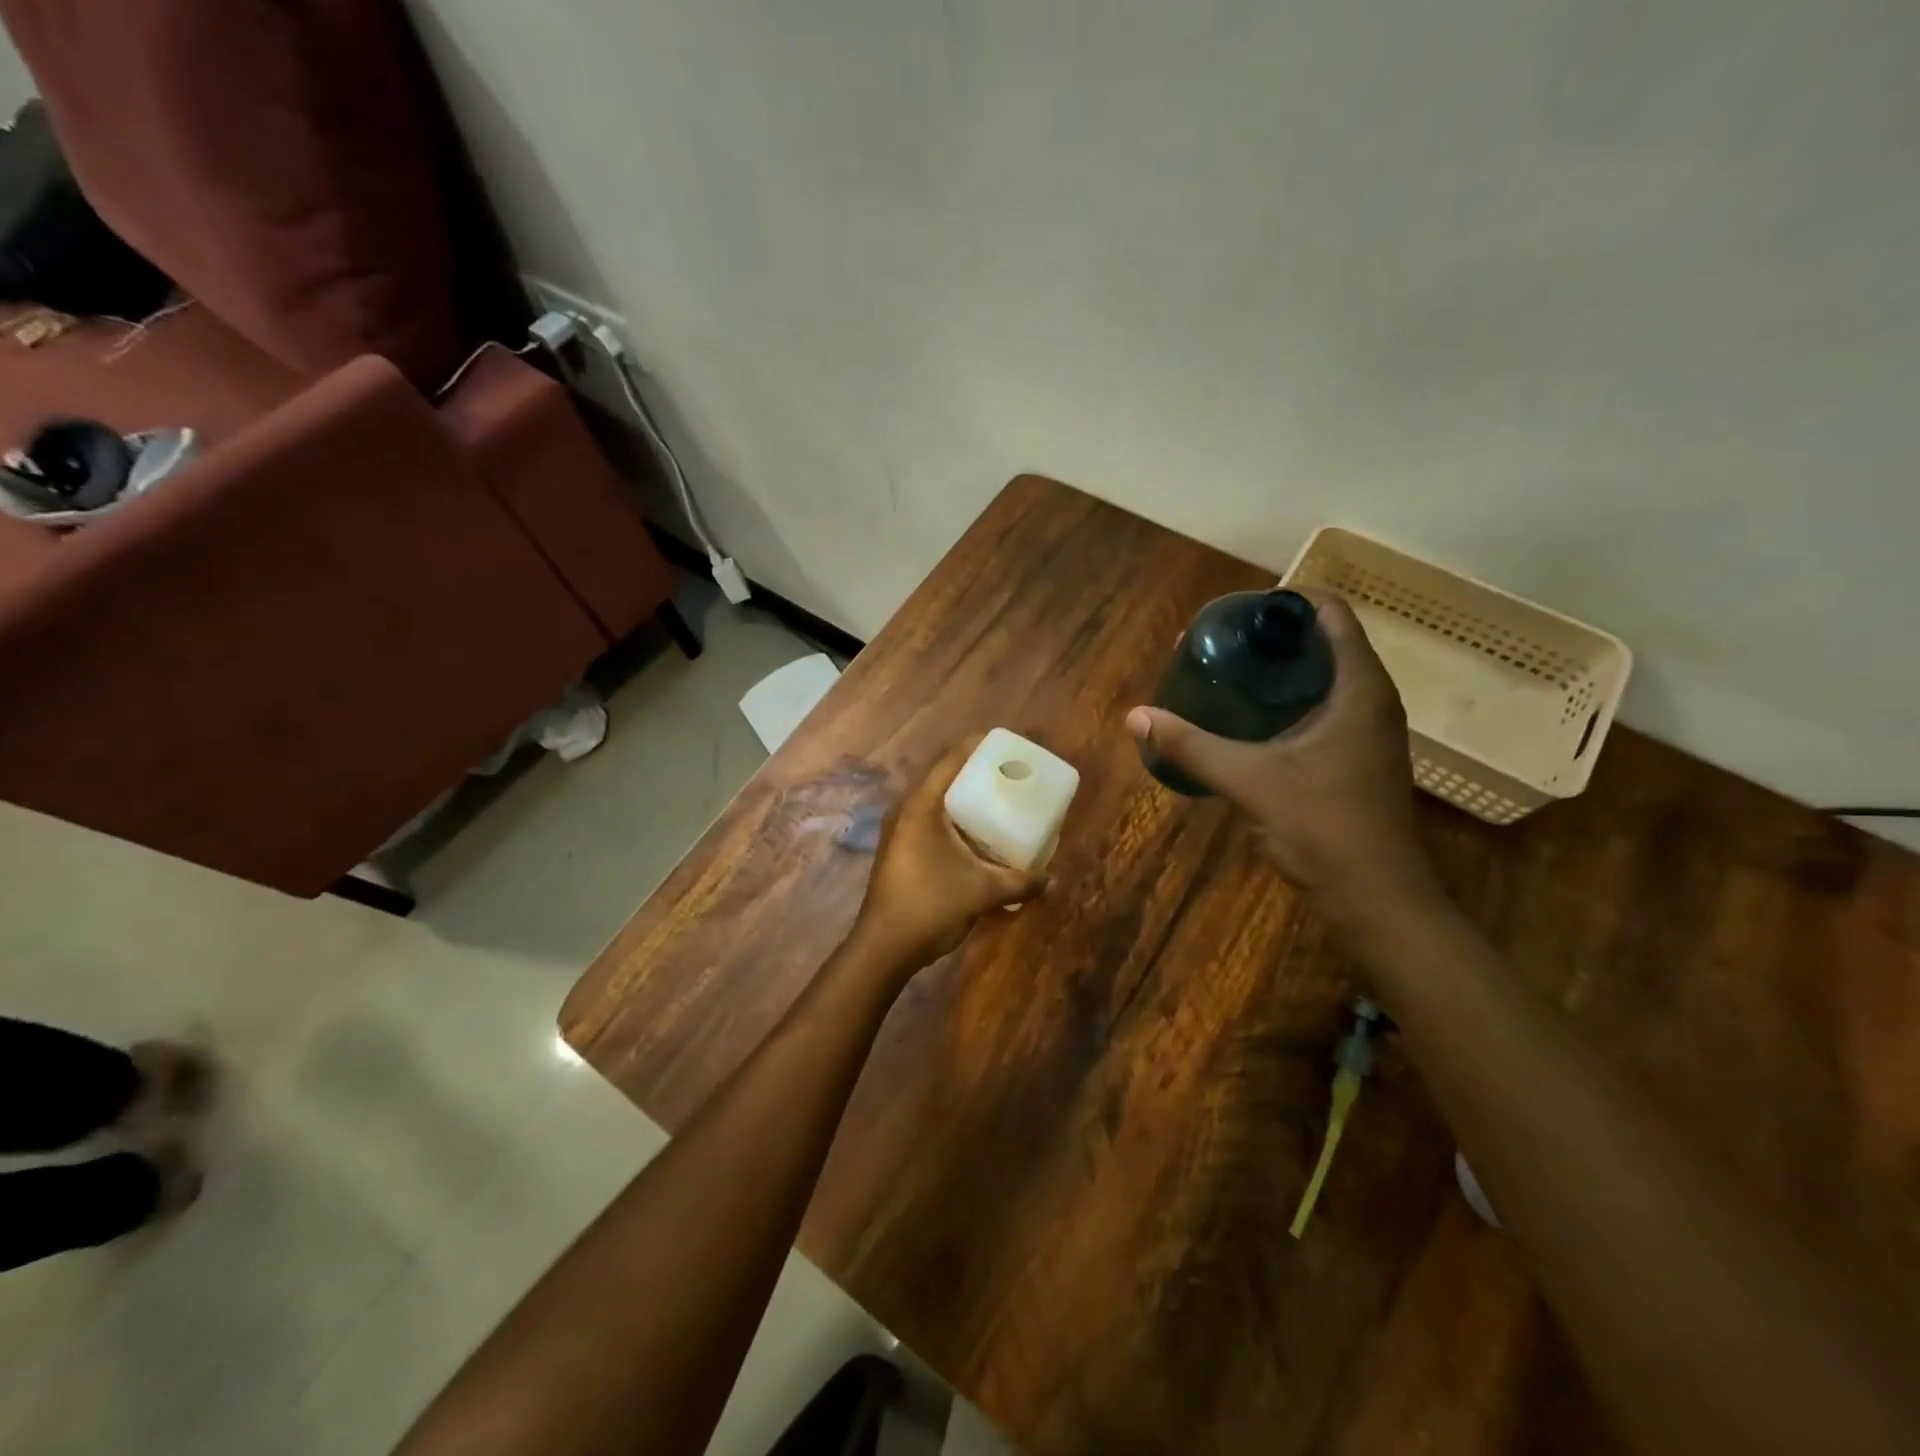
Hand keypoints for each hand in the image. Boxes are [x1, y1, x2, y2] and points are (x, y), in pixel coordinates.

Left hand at [852, 741, 1047, 972]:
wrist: (883, 947)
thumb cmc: (931, 906)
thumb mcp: (983, 892)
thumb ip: (1021, 881)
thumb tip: (1053, 879)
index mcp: (922, 807)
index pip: (950, 762)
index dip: (976, 747)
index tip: (1003, 744)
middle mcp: (905, 811)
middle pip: (942, 779)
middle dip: (974, 774)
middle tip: (1008, 775)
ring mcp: (898, 832)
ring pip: (935, 803)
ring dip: (962, 801)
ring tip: (996, 801)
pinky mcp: (898, 851)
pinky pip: (929, 822)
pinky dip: (952, 821)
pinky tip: (974, 836)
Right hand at [1126, 596, 1441, 931]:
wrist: (1375, 898)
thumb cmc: (1323, 828)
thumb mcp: (1250, 781)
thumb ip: (1192, 746)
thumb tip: (1136, 716)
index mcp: (1359, 688)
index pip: (1329, 613)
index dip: (1281, 605)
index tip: (1232, 617)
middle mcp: (1370, 700)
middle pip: (1321, 643)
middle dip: (1268, 639)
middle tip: (1215, 648)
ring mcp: (1366, 731)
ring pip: (1320, 678)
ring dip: (1276, 672)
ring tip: (1223, 677)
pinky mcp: (1355, 757)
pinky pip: (1320, 708)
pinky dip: (1284, 703)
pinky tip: (1245, 721)